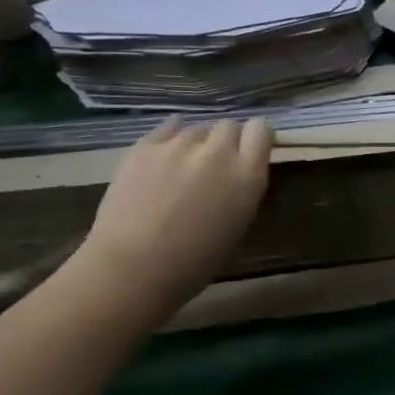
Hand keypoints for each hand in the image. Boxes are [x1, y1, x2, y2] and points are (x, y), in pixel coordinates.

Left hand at [72, 119, 272, 317]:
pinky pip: (167, 128)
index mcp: (247, 177)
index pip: (261, 131)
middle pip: (228, 126)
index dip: (255, 139)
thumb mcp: (236, 224)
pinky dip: (169, 139)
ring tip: (181, 168)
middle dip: (224, 141)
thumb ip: (240, 190)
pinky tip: (163, 157)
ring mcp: (179, 145)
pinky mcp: (145, 145)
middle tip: (213, 166)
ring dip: (195, 144)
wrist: (134, 267)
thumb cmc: (194, 262)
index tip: (248, 152)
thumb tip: (233, 175)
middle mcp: (218, 152)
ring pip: (196, 129)